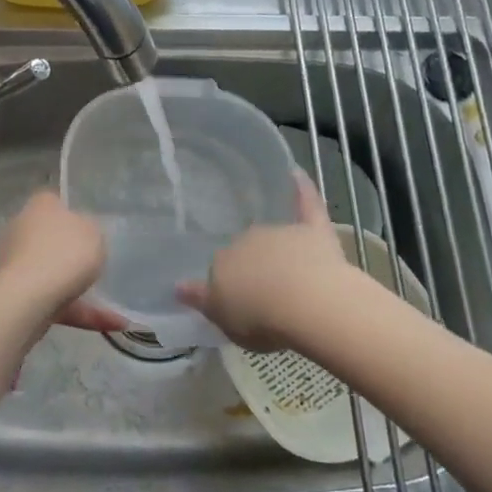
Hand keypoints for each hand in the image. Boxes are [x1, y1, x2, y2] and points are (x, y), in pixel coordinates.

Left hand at [0, 192, 125, 332]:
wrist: (28, 299)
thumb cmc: (64, 253)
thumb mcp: (93, 232)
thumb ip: (89, 230)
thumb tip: (79, 231)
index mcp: (38, 207)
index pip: (52, 201)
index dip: (69, 212)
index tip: (87, 227)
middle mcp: (19, 230)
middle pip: (47, 238)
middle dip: (68, 253)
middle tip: (95, 263)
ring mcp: (12, 264)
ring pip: (50, 274)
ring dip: (78, 290)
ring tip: (114, 310)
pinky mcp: (14, 295)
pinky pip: (52, 302)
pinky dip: (78, 312)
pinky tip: (110, 324)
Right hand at [177, 172, 352, 350]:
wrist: (308, 304)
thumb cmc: (260, 318)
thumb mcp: (222, 318)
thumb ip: (201, 299)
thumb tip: (178, 286)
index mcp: (222, 262)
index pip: (220, 267)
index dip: (229, 285)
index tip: (237, 300)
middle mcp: (247, 240)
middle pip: (246, 251)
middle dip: (251, 266)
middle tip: (262, 291)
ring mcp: (281, 233)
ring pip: (273, 237)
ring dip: (275, 248)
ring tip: (286, 273)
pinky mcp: (314, 231)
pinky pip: (307, 203)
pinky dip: (302, 188)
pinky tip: (295, 172)